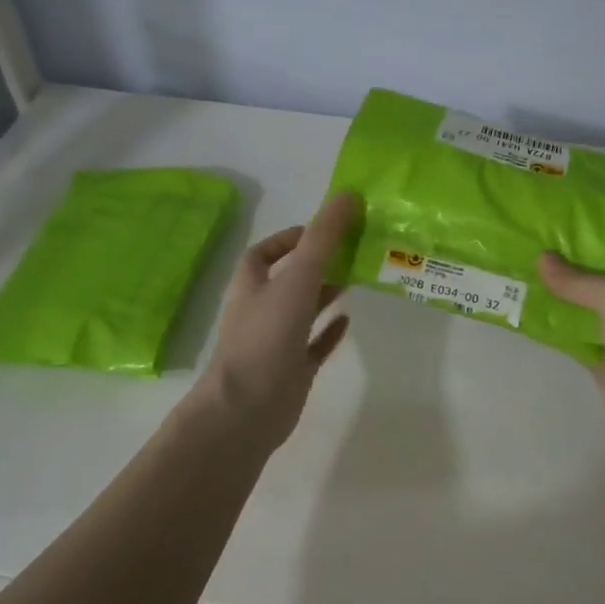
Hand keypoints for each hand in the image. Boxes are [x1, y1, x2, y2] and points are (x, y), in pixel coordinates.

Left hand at [197, 191, 359, 450]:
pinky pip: (313, 345)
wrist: (247, 409)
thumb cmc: (267, 335)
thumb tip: (347, 195)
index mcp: (251, 286)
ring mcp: (275, 343)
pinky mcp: (291, 370)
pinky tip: (350, 321)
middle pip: (287, 280)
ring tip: (357, 279)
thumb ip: (323, 237)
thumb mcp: (298, 277)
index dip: (288, 239)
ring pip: (301, 311)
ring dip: (324, 295)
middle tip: (351, 252)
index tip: (321, 231)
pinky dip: (329, 331)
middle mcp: (260, 311)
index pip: (263, 253)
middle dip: (315, 265)